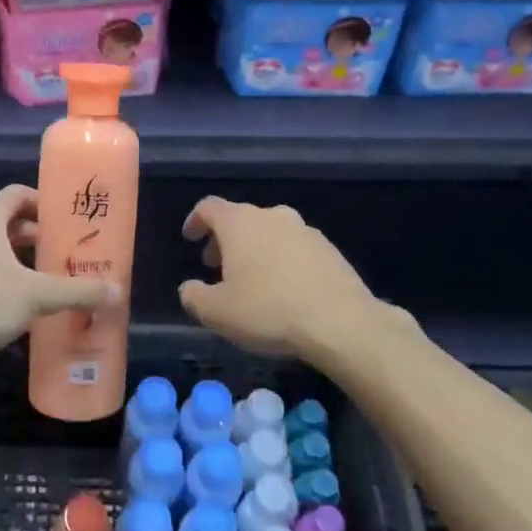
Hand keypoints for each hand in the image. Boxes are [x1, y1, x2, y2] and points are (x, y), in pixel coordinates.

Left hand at [0, 185, 115, 367]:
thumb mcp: (36, 294)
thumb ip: (77, 291)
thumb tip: (117, 292)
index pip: (17, 194)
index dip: (44, 201)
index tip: (71, 217)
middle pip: (11, 224)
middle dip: (41, 236)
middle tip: (72, 250)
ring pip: (2, 254)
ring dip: (28, 263)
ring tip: (61, 277)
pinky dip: (14, 285)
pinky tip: (37, 306)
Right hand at [178, 197, 382, 358]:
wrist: (341, 323)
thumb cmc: (268, 310)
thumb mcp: (216, 313)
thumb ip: (194, 296)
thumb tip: (190, 288)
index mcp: (240, 223)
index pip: (209, 207)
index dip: (195, 221)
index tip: (190, 239)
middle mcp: (273, 216)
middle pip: (241, 219)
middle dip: (225, 241)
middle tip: (218, 267)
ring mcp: (305, 231)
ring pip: (270, 233)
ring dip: (256, 251)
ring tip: (252, 282)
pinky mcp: (330, 250)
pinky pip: (296, 249)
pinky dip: (283, 261)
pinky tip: (285, 291)